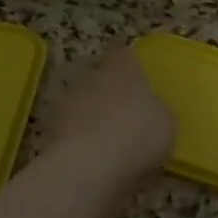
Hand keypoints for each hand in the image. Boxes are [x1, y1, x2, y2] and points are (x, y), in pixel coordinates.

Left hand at [53, 44, 176, 186]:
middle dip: (110, 91)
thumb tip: (153, 111)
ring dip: (93, 116)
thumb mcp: (167, 123)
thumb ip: (158, 111)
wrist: (88, 165)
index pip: (123, 52)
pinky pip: (72, 129)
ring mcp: (67, 102)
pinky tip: (95, 158)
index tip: (135, 71)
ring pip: (83, 102)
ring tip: (109, 139)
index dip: (129, 61)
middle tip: (126, 111)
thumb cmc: (138, 133)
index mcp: (123, 68)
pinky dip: (81, 139)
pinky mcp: (51, 130)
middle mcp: (92, 77)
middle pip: (100, 77)